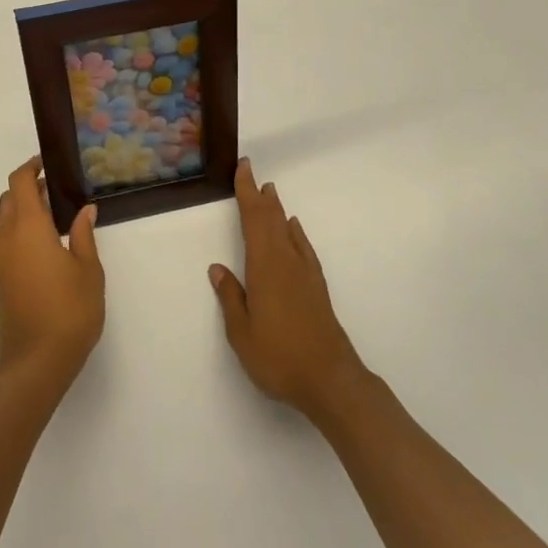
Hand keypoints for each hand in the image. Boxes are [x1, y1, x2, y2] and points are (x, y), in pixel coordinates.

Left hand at [0, 156, 104, 384]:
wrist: (36, 362)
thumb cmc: (69, 310)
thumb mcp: (88, 270)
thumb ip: (83, 236)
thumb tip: (85, 210)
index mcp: (29, 228)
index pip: (20, 183)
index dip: (31, 168)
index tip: (47, 163)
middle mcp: (9, 240)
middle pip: (9, 200)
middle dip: (28, 188)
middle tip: (56, 190)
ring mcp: (3, 262)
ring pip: (6, 223)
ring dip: (24, 211)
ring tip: (56, 217)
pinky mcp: (3, 282)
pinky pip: (8, 244)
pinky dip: (23, 232)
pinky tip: (48, 246)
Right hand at [210, 159, 367, 421]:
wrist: (330, 379)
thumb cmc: (279, 357)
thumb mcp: (242, 333)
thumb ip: (230, 297)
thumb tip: (218, 268)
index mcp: (264, 267)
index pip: (253, 220)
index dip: (247, 192)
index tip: (243, 168)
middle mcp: (286, 262)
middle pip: (271, 220)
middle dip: (260, 195)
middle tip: (252, 172)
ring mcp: (305, 273)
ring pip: (288, 231)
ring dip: (277, 210)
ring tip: (271, 193)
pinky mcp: (317, 287)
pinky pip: (303, 247)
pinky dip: (296, 233)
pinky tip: (293, 230)